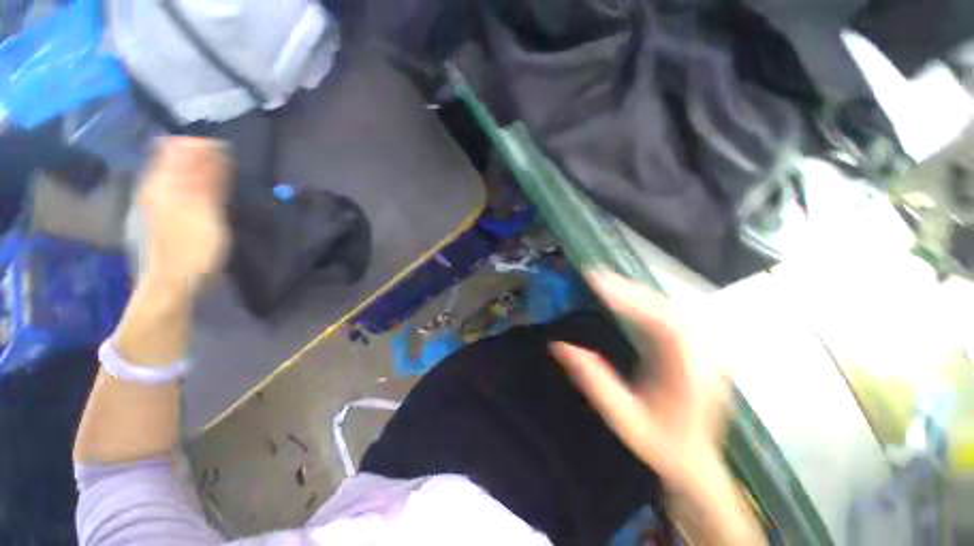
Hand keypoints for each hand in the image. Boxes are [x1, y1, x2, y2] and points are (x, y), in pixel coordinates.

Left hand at [134, 138, 231, 294]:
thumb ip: (207, 180)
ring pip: (172, 174)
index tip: (227, 153)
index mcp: (161, 184)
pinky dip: (190, 187)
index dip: (202, 145)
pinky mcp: (157, 218)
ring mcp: (152, 204)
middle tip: (227, 168)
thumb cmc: (192, 250)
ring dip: (196, 172)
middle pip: (172, 160)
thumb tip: (214, 149)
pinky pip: (173, 190)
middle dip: (200, 157)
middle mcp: (152, 188)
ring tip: (220, 180)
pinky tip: (203, 196)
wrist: (171, 286)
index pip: (177, 148)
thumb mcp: (205, 213)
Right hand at [551, 271, 730, 496]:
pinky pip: (672, 314)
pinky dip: (647, 301)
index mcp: (688, 372)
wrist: (696, 464)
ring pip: (670, 307)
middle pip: (666, 307)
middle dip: (628, 289)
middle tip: (595, 275)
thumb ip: (592, 380)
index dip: (628, 298)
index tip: (597, 282)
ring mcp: (707, 348)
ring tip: (606, 282)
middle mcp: (704, 354)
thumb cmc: (660, 445)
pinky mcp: (701, 347)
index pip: (660, 322)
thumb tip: (558, 346)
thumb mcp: (621, 417)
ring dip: (636, 292)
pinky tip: (629, 297)